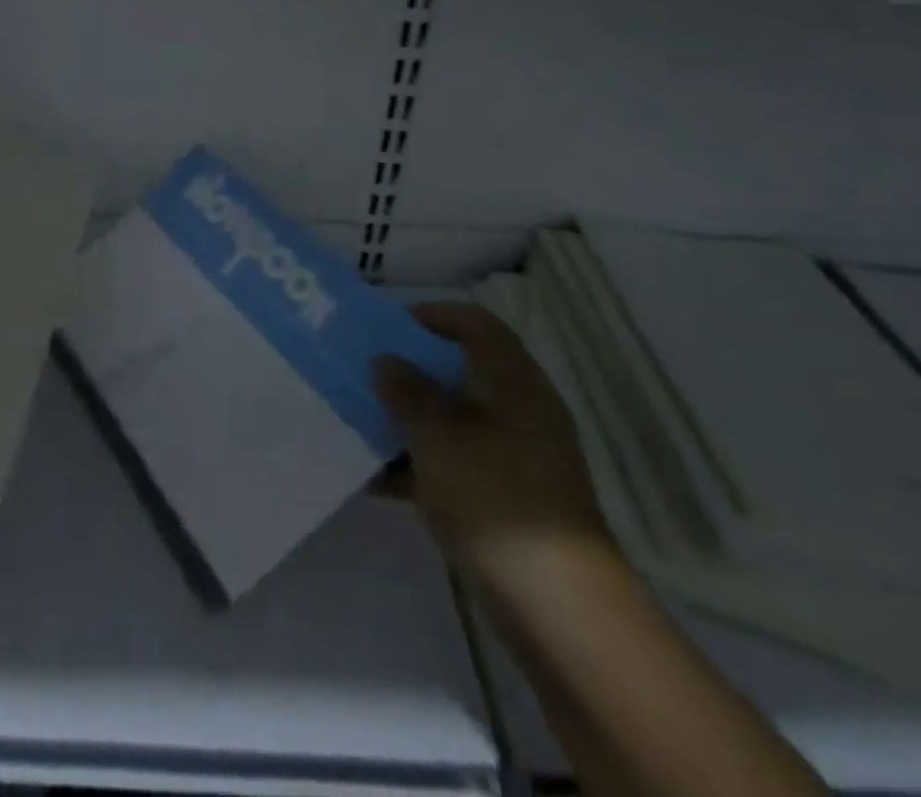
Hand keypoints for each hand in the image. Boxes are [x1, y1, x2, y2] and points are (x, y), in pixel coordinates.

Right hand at [375, 303, 615, 593]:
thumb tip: (386, 361)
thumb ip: (406, 391)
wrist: (558, 604)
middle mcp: (520, 408)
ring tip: (363, 426)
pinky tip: (379, 482)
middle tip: (368, 377)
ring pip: (456, 419)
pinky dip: (423, 464)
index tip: (387, 329)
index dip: (431, 316)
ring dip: (411, 420)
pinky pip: (459, 462)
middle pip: (461, 370)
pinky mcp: (510, 496)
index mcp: (512, 380)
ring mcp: (518, 455)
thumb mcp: (436, 436)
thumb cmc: (493, 496)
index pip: (474, 323)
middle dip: (411, 373)